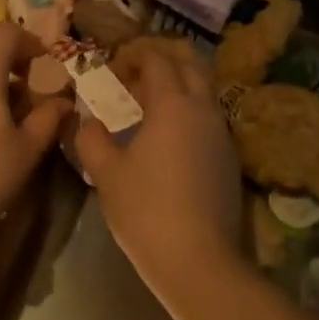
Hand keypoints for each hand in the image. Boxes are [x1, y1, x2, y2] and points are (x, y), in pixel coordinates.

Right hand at [73, 40, 242, 279]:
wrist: (201, 263)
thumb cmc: (146, 209)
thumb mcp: (106, 173)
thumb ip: (92, 138)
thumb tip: (88, 121)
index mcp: (172, 104)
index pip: (158, 59)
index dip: (135, 56)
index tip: (114, 68)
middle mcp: (203, 110)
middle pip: (190, 66)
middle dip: (164, 63)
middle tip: (135, 80)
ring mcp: (222, 135)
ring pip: (204, 93)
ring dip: (180, 89)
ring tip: (149, 110)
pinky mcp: (230, 160)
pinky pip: (210, 119)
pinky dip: (190, 114)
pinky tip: (169, 141)